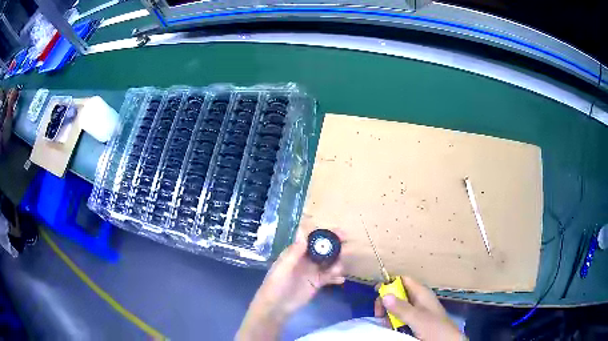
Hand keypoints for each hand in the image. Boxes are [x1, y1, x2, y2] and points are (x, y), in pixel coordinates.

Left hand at [236, 228, 344, 340]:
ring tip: (339, 270)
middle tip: (347, 247)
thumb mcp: (282, 268)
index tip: (339, 232)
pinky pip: (330, 277)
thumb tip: (303, 234)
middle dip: (335, 247)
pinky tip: (340, 279)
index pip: (312, 240)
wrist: (276, 307)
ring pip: (329, 263)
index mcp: (296, 253)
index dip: (324, 235)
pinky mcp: (317, 283)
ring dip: (337, 263)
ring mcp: (312, 271)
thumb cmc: (275, 285)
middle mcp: (306, 260)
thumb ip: (294, 253)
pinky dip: (336, 277)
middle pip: (323, 250)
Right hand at [374, 276, 463, 340]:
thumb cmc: (434, 327)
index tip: (377, 293)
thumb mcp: (417, 318)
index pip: (403, 280)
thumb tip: (384, 295)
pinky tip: (391, 327)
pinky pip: (399, 316)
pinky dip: (393, 320)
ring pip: (397, 306)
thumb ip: (401, 307)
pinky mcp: (414, 321)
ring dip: (388, 313)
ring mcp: (416, 310)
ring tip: (385, 323)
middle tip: (379, 314)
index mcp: (421, 293)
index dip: (390, 283)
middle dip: (386, 301)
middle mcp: (418, 299)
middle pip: (397, 293)